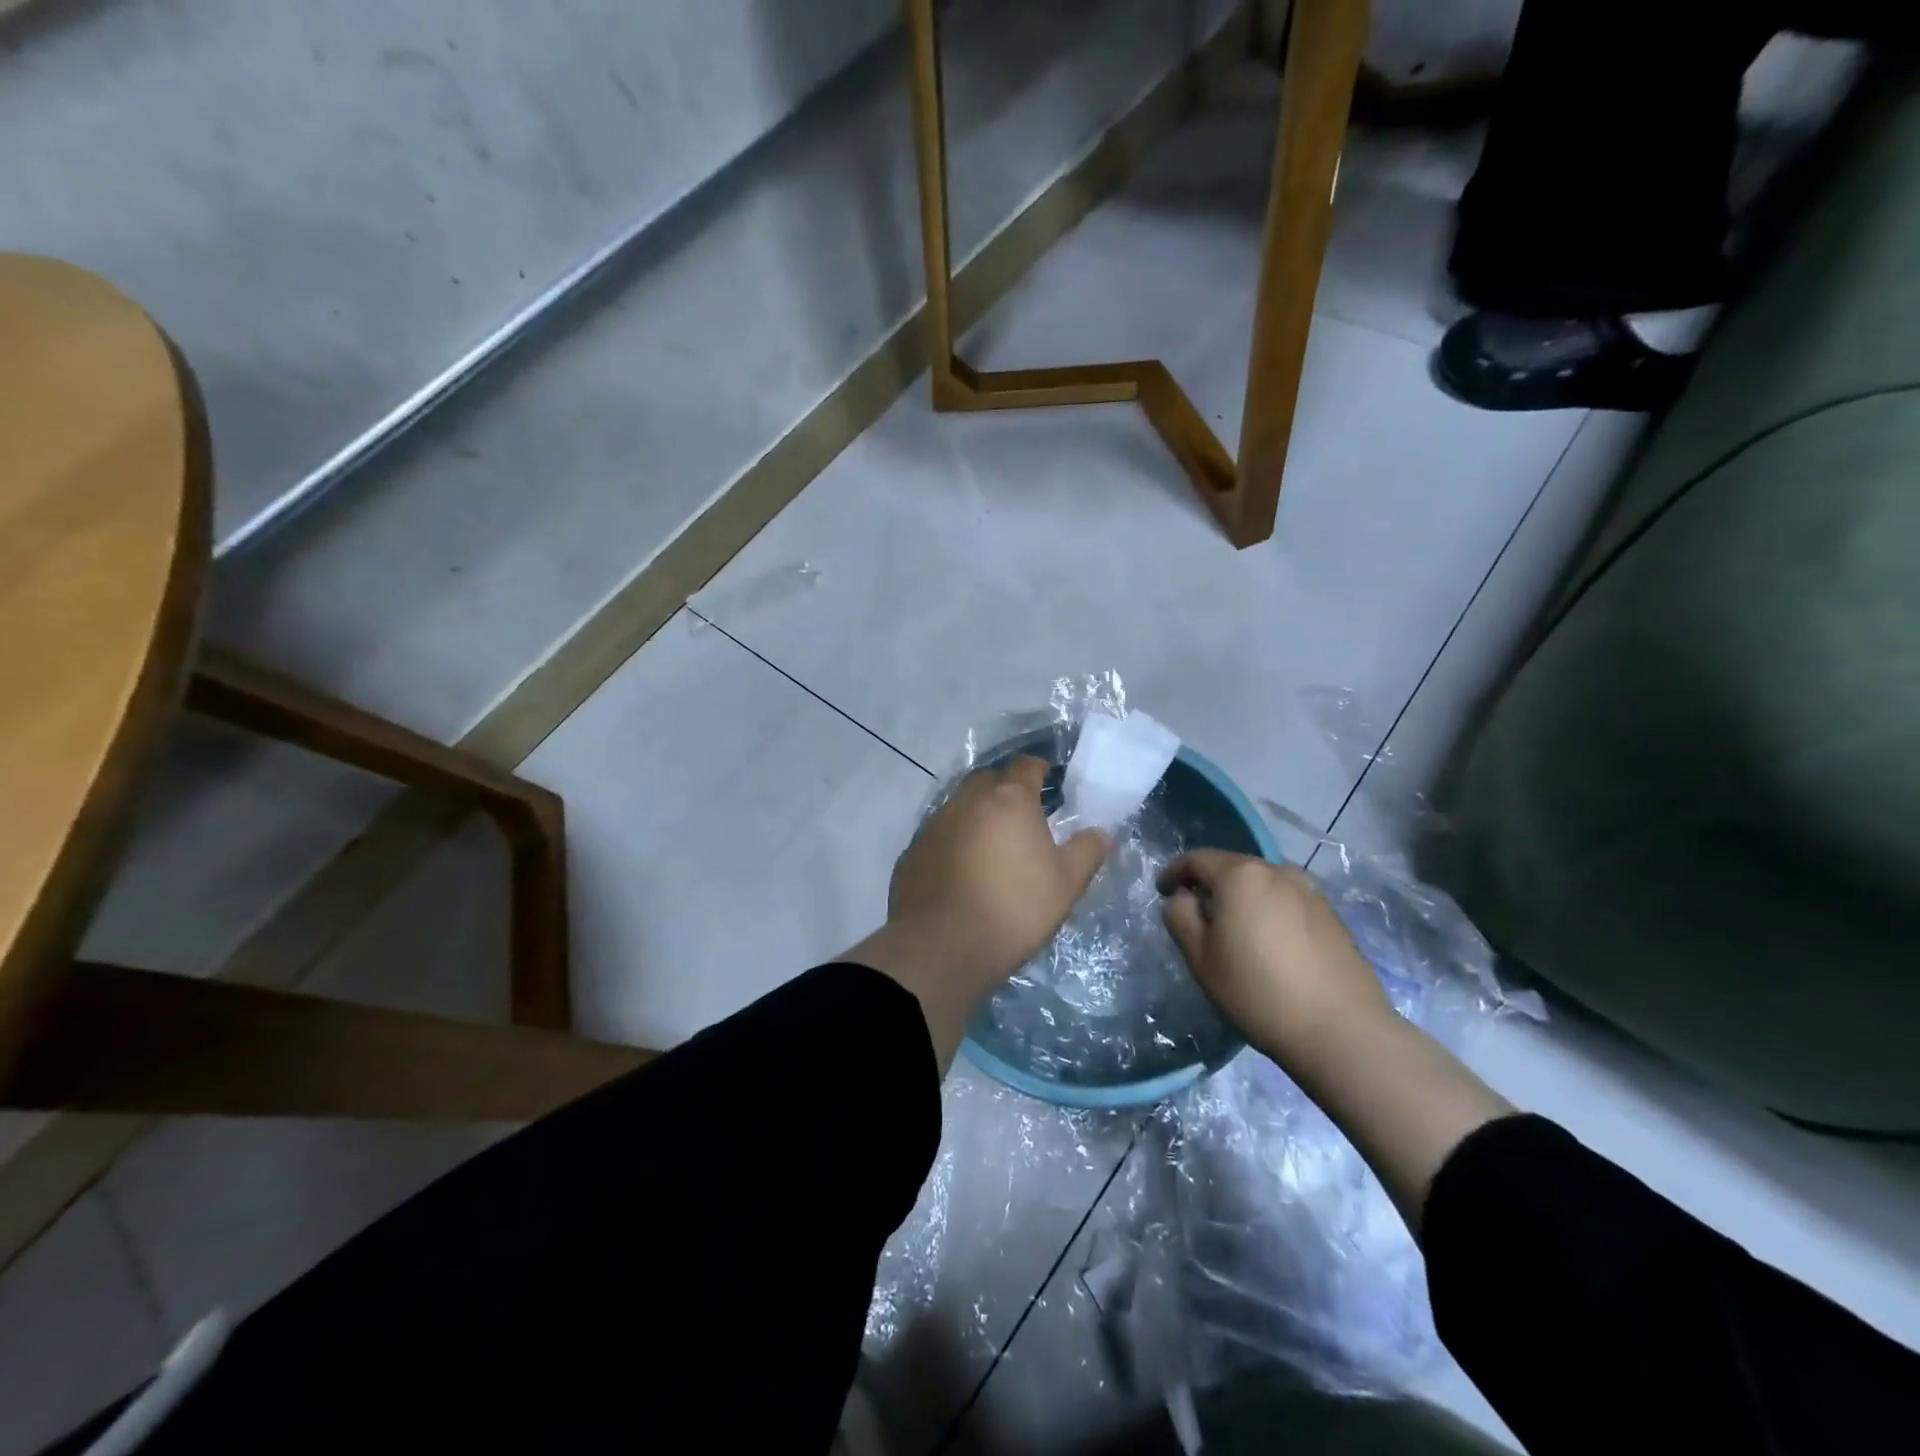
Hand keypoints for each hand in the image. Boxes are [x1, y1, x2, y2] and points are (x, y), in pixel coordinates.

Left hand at [848, 757, 1108, 1068]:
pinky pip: (939, 834)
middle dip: (1004, 788)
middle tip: (1020, 814)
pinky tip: (961, 868)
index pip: (1025, 766)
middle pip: (988, 779)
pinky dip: (953, 840)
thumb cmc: (1015, 908)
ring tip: (990, 842)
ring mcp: (935, 824)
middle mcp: (968, 801)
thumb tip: (1101, 833)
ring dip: (976, 814)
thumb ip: (1086, 852)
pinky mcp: (913, 851)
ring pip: (959, 805)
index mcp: (1009, 800)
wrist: (944, 945)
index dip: (1038, 769)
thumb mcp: (1066, 884)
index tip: (1048, 780)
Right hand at [1158, 850, 1392, 1070]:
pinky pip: (1287, 902)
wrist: (1342, 1031)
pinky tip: (1270, 947)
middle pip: (1232, 868)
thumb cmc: (1258, 991)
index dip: (1174, 873)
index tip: (1162, 892)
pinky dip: (1269, 913)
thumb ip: (1180, 917)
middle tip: (1197, 917)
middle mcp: (1278, 871)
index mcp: (1241, 875)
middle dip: (1210, 886)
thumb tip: (1182, 899)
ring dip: (1242, 899)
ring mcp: (1311, 892)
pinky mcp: (1332, 916)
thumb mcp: (1200, 958)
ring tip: (1235, 934)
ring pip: (1262, 885)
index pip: (1197, 859)